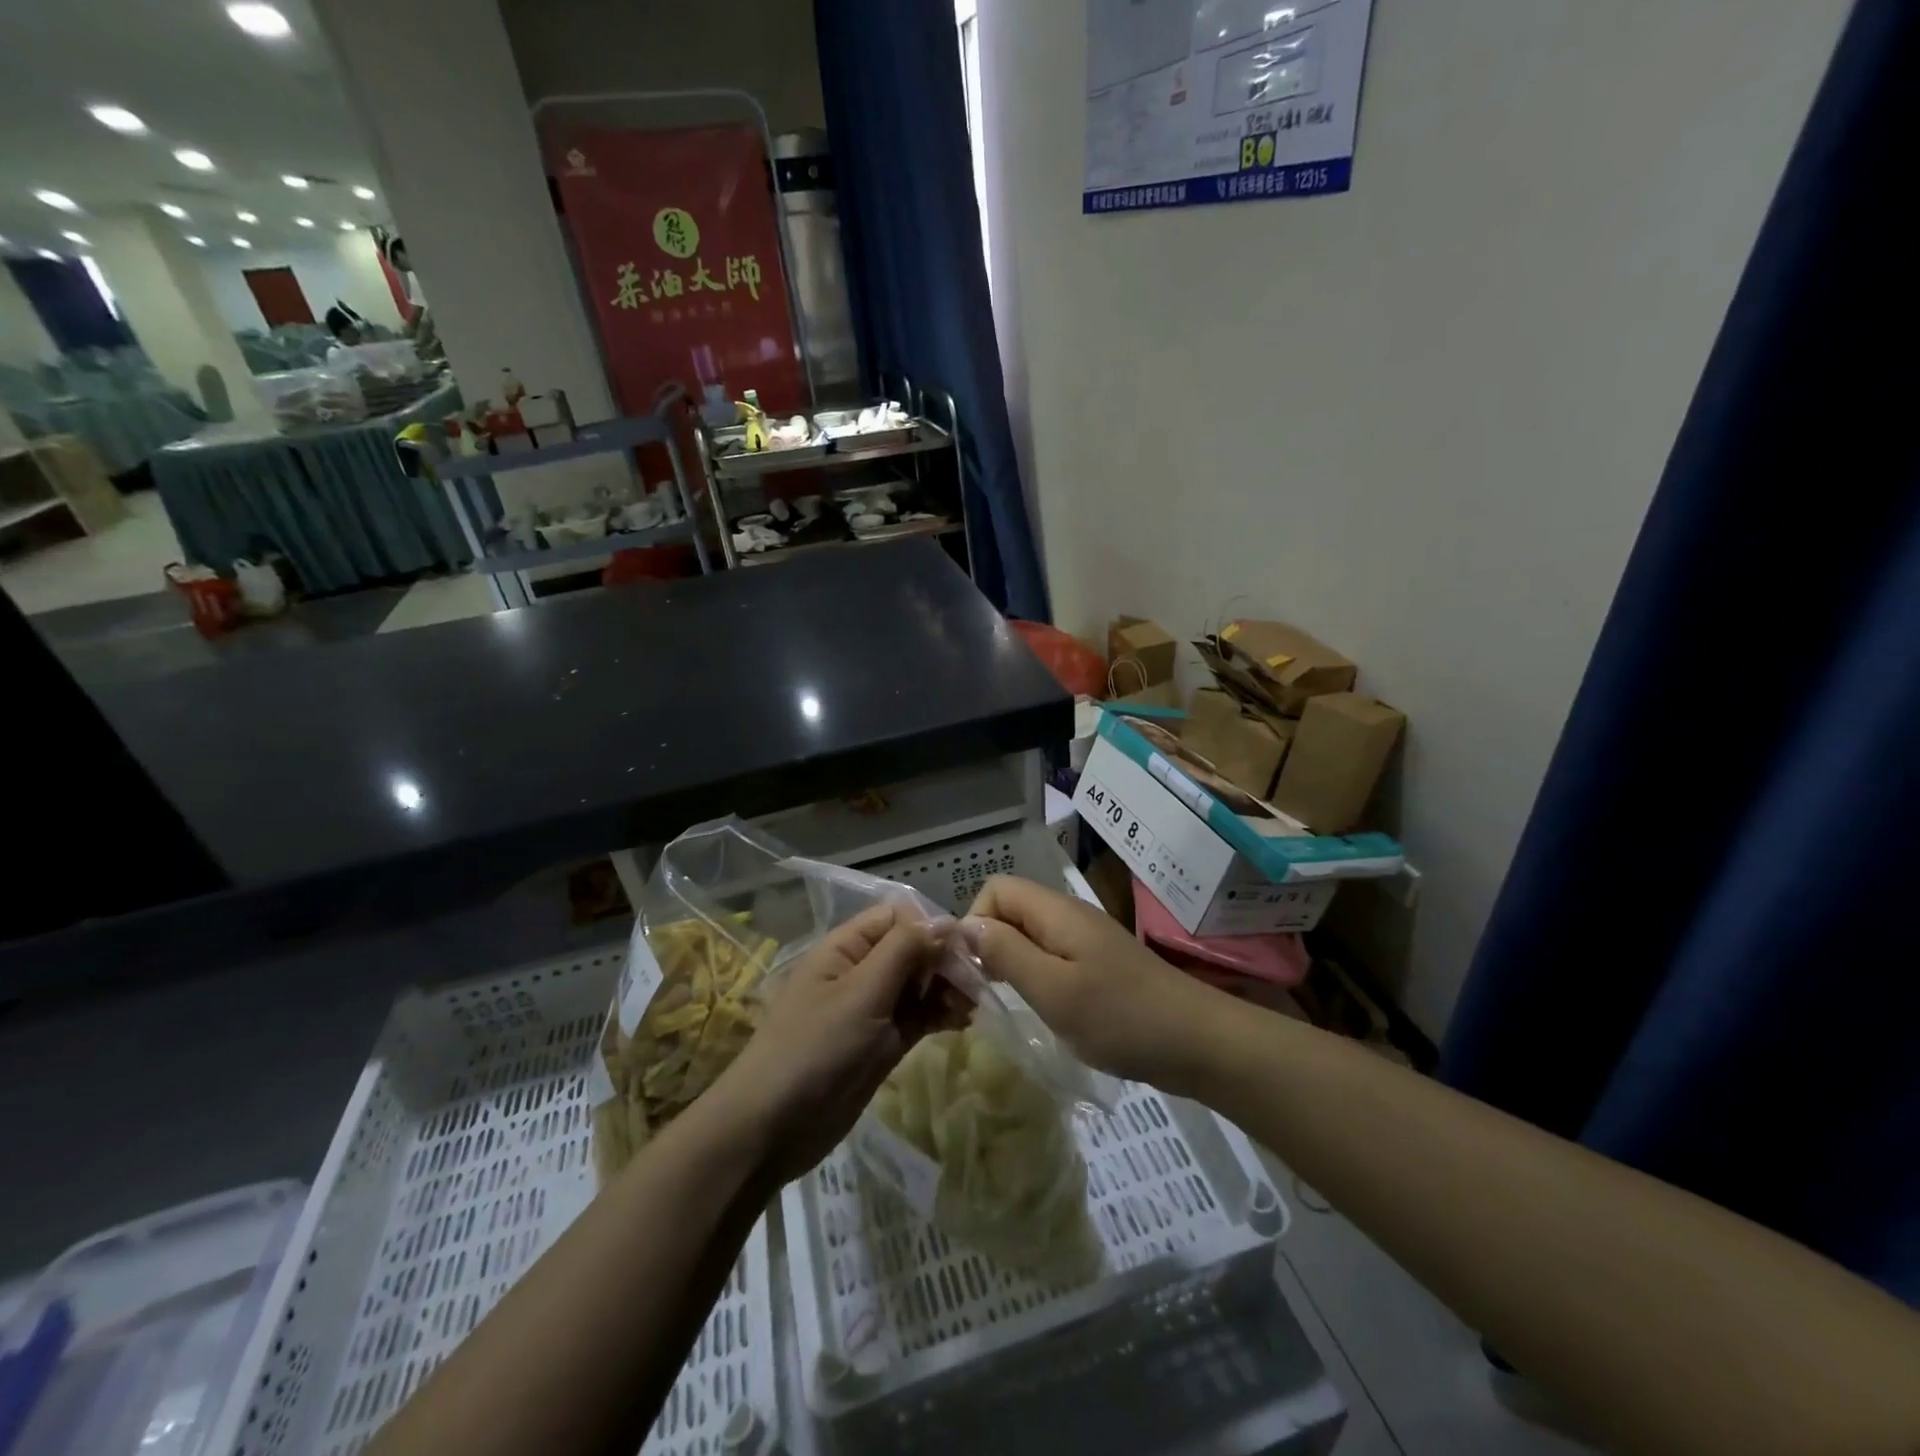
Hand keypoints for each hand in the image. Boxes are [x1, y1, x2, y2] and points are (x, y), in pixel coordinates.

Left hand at [713, 903, 950, 1182]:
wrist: (772, 1129)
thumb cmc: (814, 1049)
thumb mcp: (861, 993)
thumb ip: (904, 951)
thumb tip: (946, 920)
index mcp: (846, 947)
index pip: (898, 917)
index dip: (932, 925)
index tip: (966, 948)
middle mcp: (861, 971)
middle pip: (913, 949)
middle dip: (945, 959)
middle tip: (978, 982)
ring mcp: (872, 1008)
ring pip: (919, 984)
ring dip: (947, 988)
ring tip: (974, 1004)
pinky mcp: (882, 1043)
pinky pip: (918, 1016)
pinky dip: (940, 1014)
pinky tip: (963, 1021)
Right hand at [962, 876, 1224, 1092]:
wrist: (1198, 1042)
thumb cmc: (1122, 1018)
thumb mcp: (1054, 990)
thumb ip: (1007, 954)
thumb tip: (965, 927)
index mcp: (1056, 912)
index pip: (995, 889)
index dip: (975, 921)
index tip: (976, 969)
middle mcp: (1068, 915)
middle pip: (1010, 910)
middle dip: (989, 944)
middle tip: (987, 993)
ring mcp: (1086, 939)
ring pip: (1030, 934)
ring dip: (1011, 963)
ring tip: (1011, 1003)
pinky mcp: (1098, 964)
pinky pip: (1051, 956)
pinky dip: (1036, 976)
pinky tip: (1045, 1009)